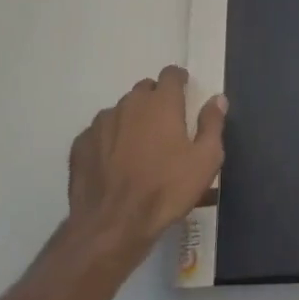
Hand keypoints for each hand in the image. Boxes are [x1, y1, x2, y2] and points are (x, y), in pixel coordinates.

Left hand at [68, 66, 225, 258]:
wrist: (112, 225)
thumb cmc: (166, 190)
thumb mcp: (205, 160)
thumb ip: (212, 124)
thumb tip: (217, 98)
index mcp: (161, 103)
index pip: (170, 74)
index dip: (179, 80)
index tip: (184, 92)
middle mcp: (129, 104)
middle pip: (144, 90)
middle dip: (155, 100)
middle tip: (165, 126)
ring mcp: (101, 123)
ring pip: (120, 111)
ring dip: (131, 120)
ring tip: (138, 148)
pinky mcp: (80, 144)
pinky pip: (99, 133)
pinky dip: (108, 140)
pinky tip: (114, 164)